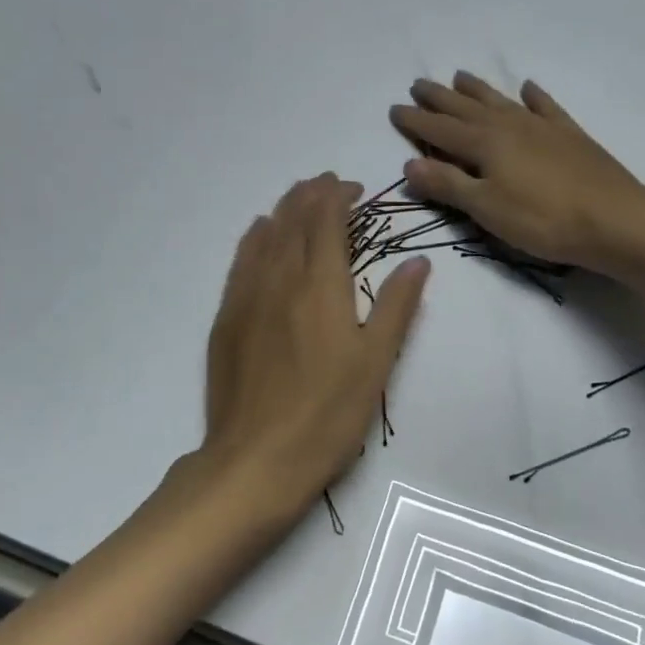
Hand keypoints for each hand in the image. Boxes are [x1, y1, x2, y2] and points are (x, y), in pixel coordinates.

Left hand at [181, 173, 429, 531]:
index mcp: (321, 287)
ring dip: (283, 210)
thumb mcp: (376, 364)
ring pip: (265, 235)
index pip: (327, 222)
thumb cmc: (328, 415)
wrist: (256, 460)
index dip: (339, 197)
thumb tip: (418, 263)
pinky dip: (254, 237)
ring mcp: (247, 297)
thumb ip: (396, 307)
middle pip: (293, 220)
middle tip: (328, 184)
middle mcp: (280, 279)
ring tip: (298, 198)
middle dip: (311, 195)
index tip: (353, 187)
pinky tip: (259, 234)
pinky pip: (240, 261)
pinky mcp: (226, 318)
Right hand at [391, 72, 644, 268]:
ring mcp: (541, 127)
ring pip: (500, 101)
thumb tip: (408, 164)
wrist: (613, 219)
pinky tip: (527, 87)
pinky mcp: (569, 135)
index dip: (415, 121)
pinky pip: (546, 107)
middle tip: (418, 83)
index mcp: (484, 144)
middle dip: (439, 97)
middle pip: (466, 108)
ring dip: (477, 89)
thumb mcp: (485, 208)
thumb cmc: (541, 219)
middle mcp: (508, 126)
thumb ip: (447, 184)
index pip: (439, 130)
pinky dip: (534, 96)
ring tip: (459, 75)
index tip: (394, 108)